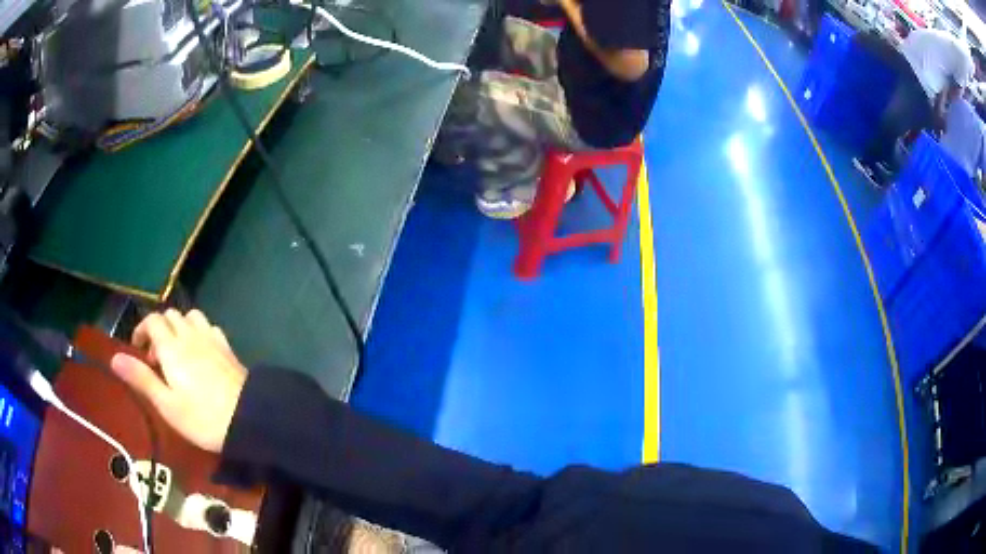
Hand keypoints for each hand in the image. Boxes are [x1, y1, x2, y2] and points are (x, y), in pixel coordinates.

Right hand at [110, 309, 247, 452]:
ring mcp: (212, 339)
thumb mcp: (166, 404)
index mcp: (172, 347)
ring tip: (177, 355)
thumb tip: (114, 358)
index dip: (142, 329)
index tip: (137, 350)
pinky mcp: (228, 348)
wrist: (249, 420)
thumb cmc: (202, 418)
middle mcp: (191, 335)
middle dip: (158, 330)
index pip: (153, 320)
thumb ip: (141, 378)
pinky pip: (209, 327)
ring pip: (190, 317)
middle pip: (170, 315)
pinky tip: (200, 354)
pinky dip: (198, 332)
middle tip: (157, 360)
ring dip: (179, 328)